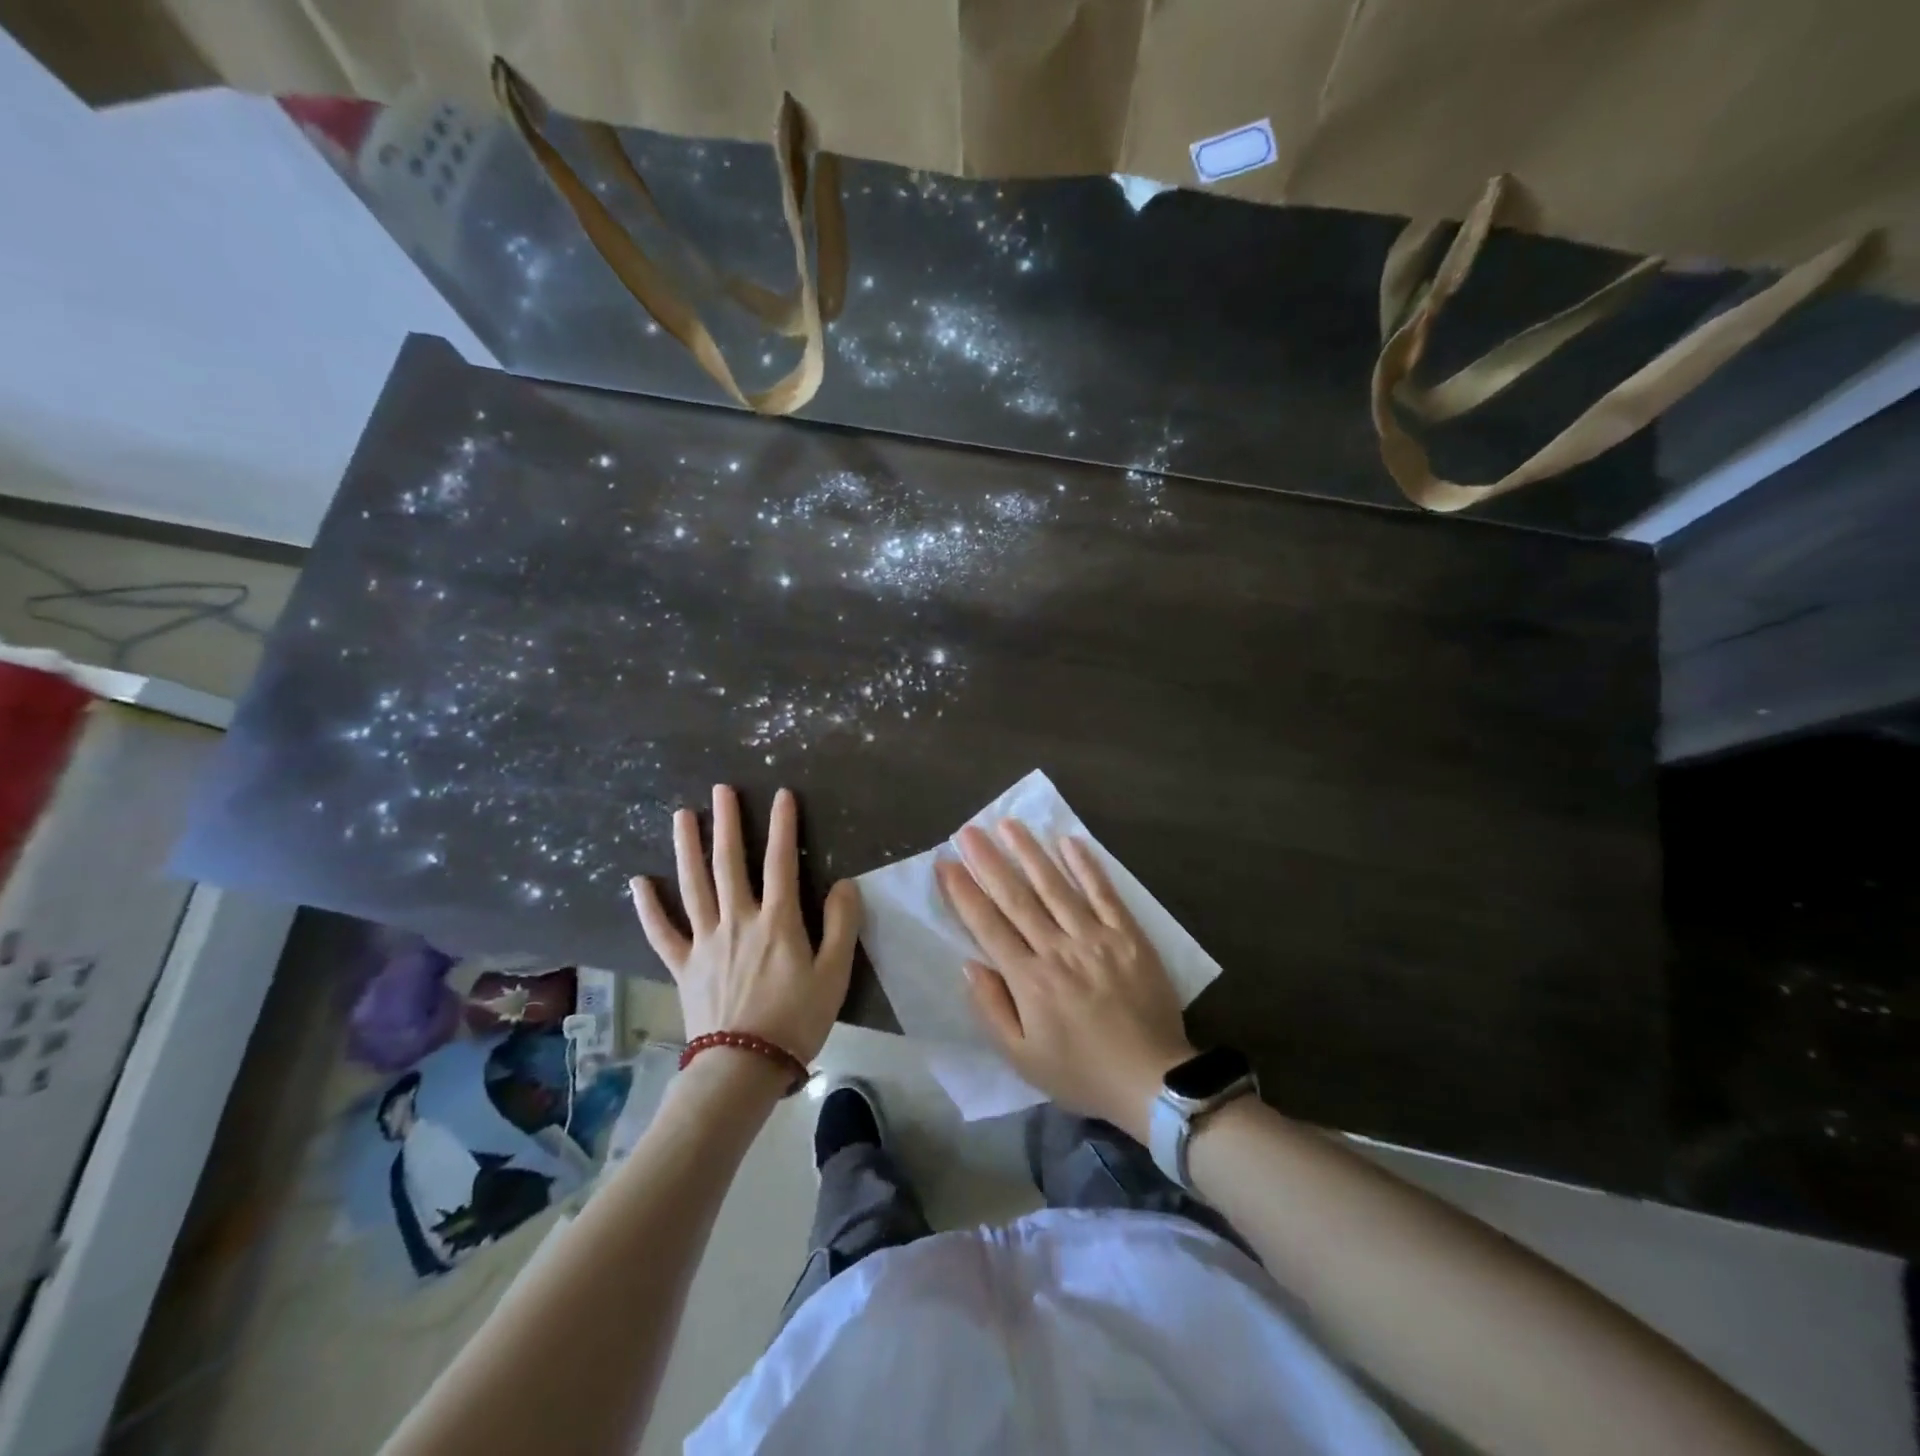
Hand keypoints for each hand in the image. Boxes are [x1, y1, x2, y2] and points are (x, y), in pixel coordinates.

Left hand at [629, 785, 859, 1063]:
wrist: (744, 1067)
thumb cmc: (796, 1019)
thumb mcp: (835, 974)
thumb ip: (842, 925)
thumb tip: (844, 884)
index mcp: (777, 921)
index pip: (780, 861)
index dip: (782, 825)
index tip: (781, 794)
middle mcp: (738, 920)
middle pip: (729, 863)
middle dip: (727, 823)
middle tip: (721, 790)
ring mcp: (705, 941)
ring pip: (693, 886)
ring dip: (687, 848)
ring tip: (682, 816)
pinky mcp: (684, 966)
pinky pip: (662, 932)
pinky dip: (649, 907)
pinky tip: (638, 883)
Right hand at [938, 822, 1193, 1141]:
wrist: (1153, 1080)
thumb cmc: (1081, 1072)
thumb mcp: (1023, 1059)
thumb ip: (993, 1009)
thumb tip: (970, 965)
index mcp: (1029, 980)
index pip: (988, 925)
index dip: (964, 892)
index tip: (945, 863)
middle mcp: (1058, 949)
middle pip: (1017, 897)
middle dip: (989, 861)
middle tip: (968, 831)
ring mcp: (1095, 937)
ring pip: (1056, 886)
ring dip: (1030, 852)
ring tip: (1009, 824)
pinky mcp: (1127, 935)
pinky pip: (1103, 893)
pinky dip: (1086, 866)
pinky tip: (1068, 840)